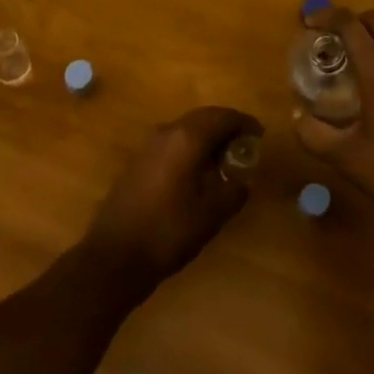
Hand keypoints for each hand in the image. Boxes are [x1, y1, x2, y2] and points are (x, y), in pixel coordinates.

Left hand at [80, 106, 262, 300]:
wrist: (114, 256)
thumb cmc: (168, 232)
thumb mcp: (211, 215)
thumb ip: (233, 192)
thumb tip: (243, 181)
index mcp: (188, 138)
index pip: (223, 117)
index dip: (244, 123)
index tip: (259, 135)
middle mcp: (168, 131)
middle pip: (204, 117)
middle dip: (226, 126)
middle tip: (244, 144)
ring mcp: (149, 144)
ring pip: (186, 128)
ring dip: (206, 136)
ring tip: (223, 158)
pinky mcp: (138, 160)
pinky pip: (172, 141)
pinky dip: (189, 147)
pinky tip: (196, 171)